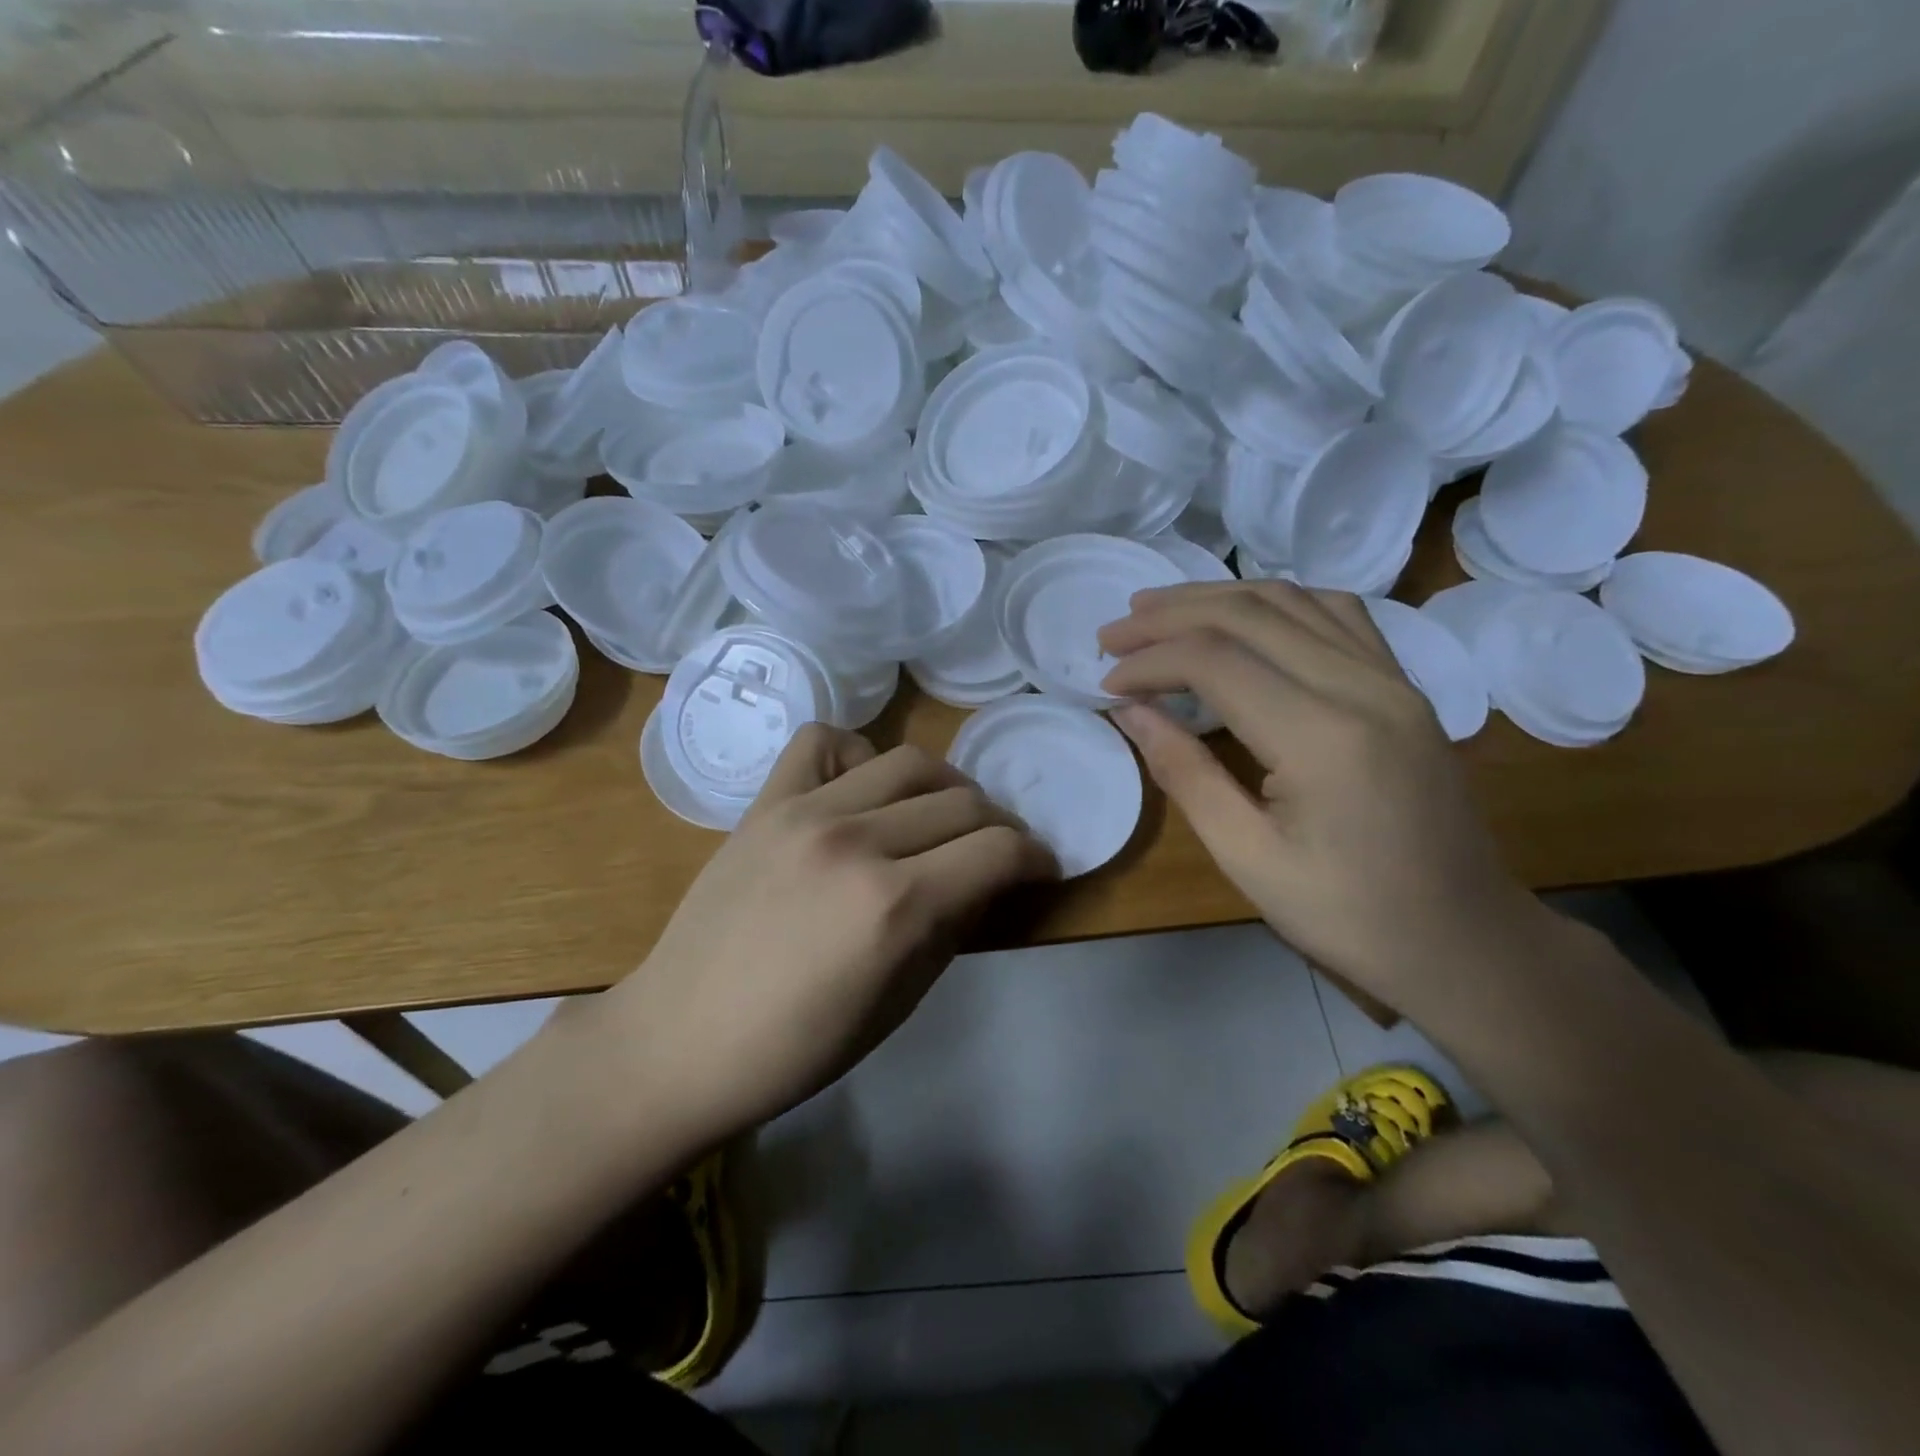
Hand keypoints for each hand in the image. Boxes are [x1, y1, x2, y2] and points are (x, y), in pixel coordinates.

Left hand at [593, 726, 1057, 1138]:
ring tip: (939, 816)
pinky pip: (822, 741)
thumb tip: (986, 881)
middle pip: (962, 802)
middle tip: (995, 853)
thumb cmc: (796, 1048)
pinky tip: (860, 789)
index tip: (1041, 868)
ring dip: (943, 786)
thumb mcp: (899, 1003)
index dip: (1036, 857)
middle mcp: (856, 842)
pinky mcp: (764, 803)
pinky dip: (856, 754)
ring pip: (907, 761)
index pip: (999, 850)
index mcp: (895, 906)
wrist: (679, 1040)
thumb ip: (951, 928)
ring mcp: (804, 813)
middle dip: (998, 827)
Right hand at [1099, 582, 1554, 1016]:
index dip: (1149, 660)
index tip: (1106, 683)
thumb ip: (1185, 773)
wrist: (1464, 941)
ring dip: (1216, 597)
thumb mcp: (1247, 857)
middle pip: (1249, 613)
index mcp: (1322, 736)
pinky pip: (1337, 614)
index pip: (1215, 661)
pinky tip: (1245, 618)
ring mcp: (1393, 680)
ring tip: (1159, 609)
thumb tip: (1130, 712)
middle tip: (1113, 633)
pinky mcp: (1405, 687)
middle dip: (1169, 615)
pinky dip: (1276, 603)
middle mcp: (1363, 686)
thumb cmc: (1347, 915)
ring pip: (1293, 600)